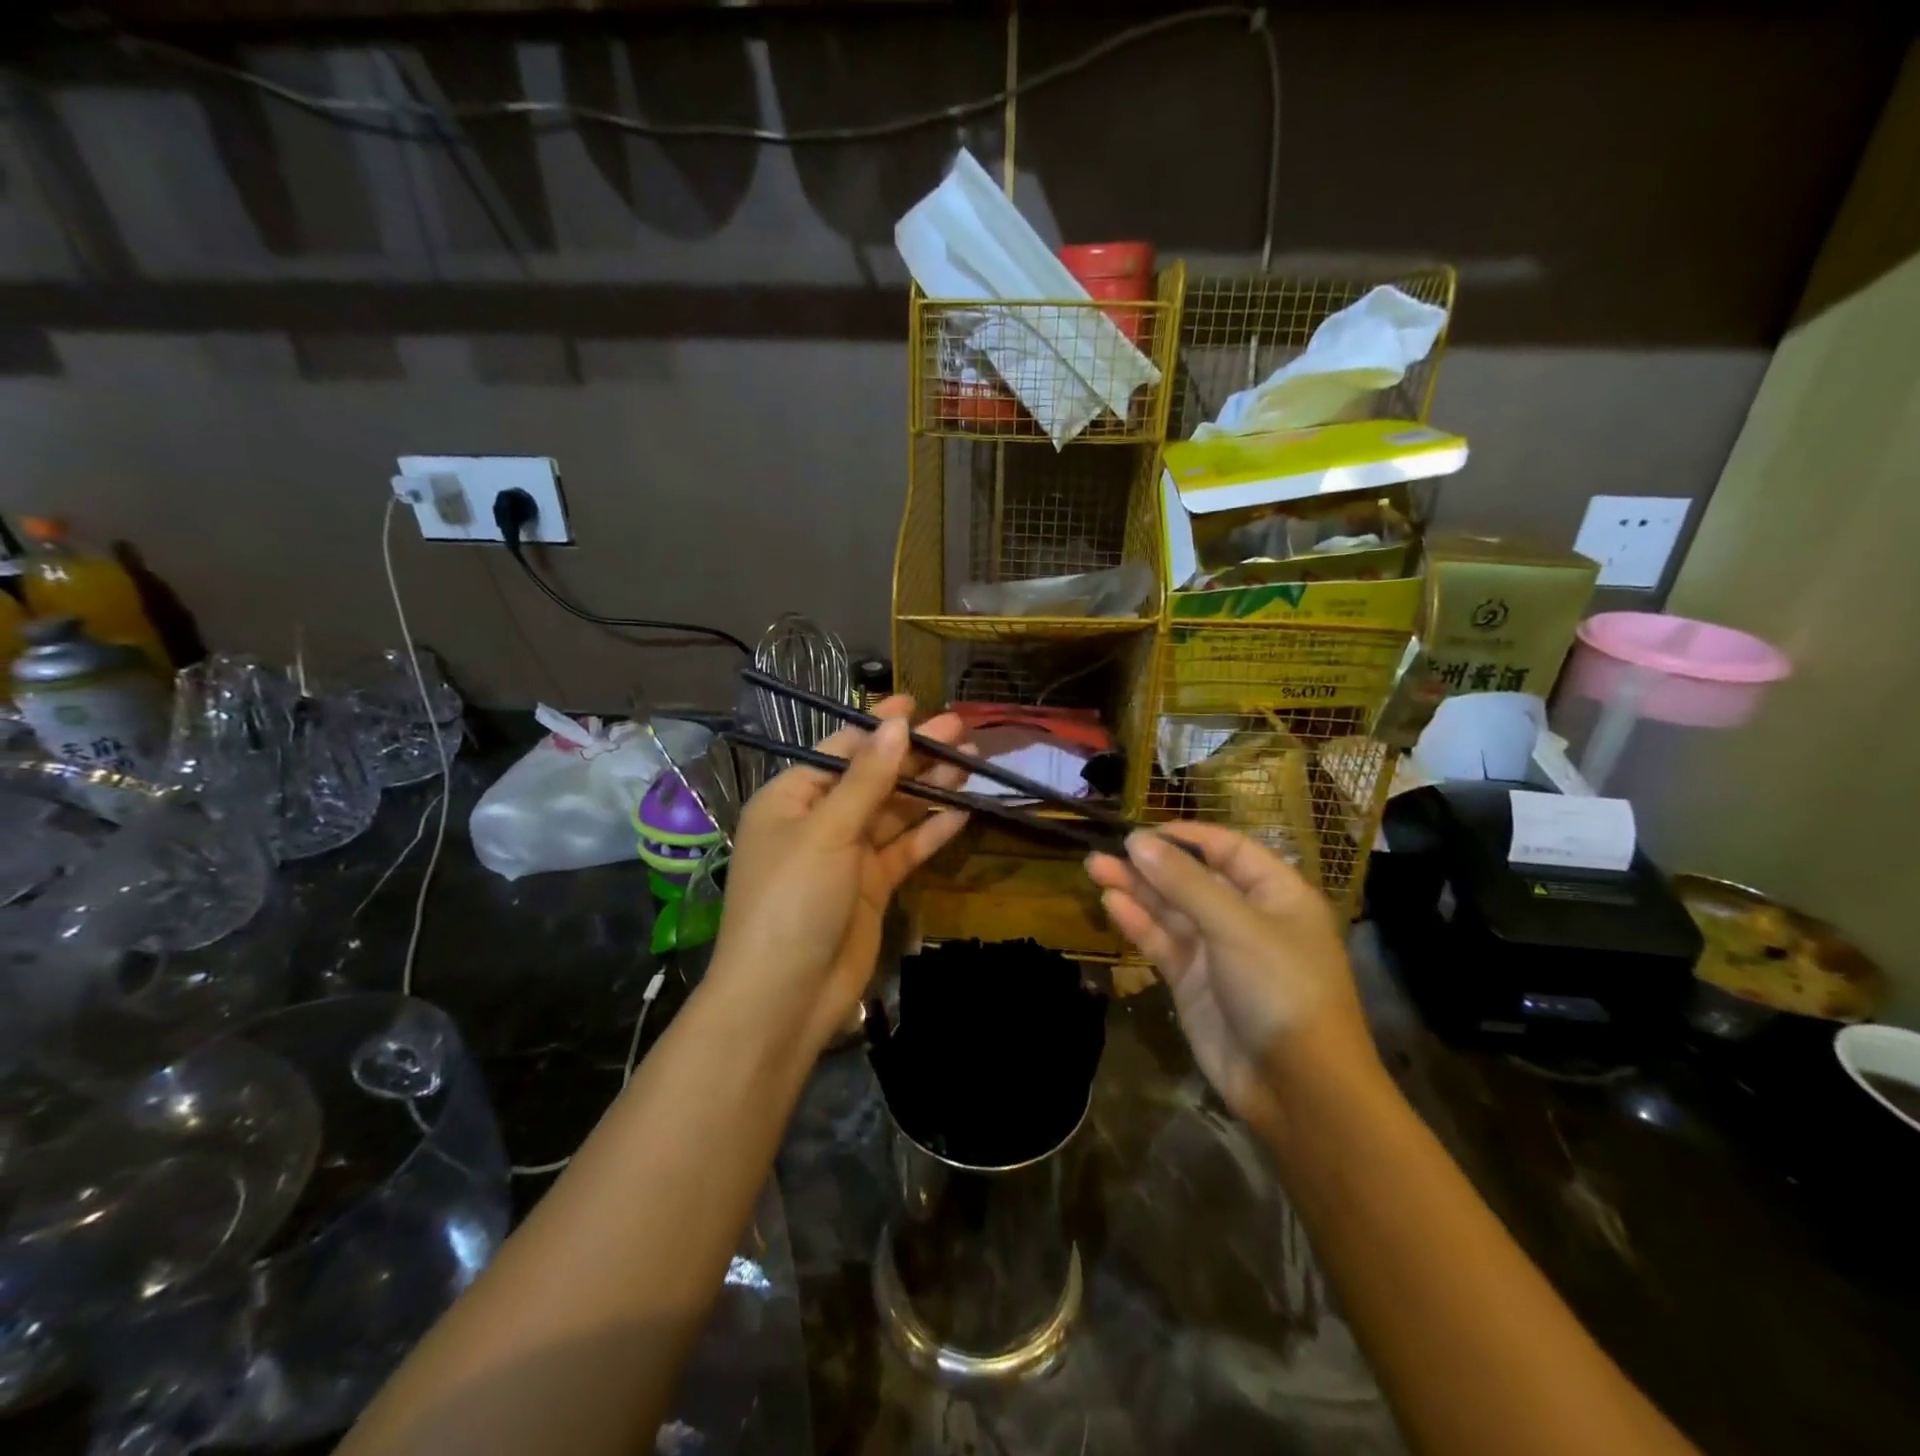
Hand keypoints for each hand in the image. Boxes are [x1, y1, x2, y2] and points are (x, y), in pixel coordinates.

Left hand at [709, 697, 969, 1054]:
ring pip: (894, 813)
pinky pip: (904, 850)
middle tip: (961, 732)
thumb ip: (867, 778)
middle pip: (873, 779)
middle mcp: (818, 822)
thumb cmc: (793, 899)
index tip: (917, 705)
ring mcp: (846, 856)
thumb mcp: (827, 831)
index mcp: (792, 798)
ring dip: (929, 790)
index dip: (879, 727)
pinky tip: (963, 812)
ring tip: (971, 765)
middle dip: (914, 757)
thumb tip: (897, 724)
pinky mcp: (870, 888)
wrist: (785, 996)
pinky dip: (931, 832)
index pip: (840, 750)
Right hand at [1086, 823, 1374, 1133]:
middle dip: (1150, 864)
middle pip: (1192, 878)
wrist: (1297, 1088)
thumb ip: (1184, 882)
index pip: (1228, 849)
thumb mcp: (1236, 926)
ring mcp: (1218, 951)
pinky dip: (1138, 923)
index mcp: (1276, 894)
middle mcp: (1246, 916)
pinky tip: (1112, 903)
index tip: (1143, 831)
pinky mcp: (1193, 982)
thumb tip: (1138, 842)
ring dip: (1135, 889)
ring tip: (1094, 868)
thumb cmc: (1281, 989)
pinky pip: (1162, 942)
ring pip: (1171, 910)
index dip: (1186, 836)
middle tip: (1104, 851)